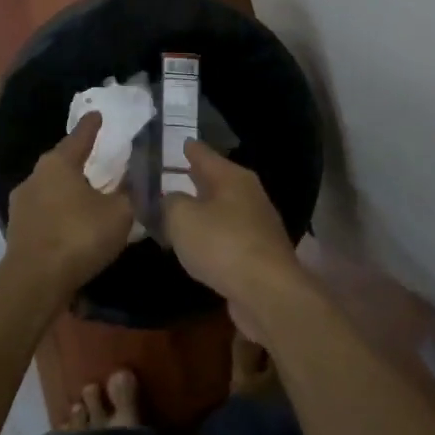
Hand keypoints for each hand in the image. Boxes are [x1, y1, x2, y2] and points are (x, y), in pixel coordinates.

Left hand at [4, 113, 136, 301]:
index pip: (79, 137)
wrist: (34, 282)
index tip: (97, 114)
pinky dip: (60, 214)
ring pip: (51, 189)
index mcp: (58, 164)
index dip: (91, 126)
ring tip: (88, 197)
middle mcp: (35, 177)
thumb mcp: (119, 213)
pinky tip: (73, 225)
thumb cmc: (79, 236)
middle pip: (61, 163)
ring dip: (68, 191)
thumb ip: (128, 194)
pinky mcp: (18, 231)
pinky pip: (45, 213)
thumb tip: (133, 183)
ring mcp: (22, 205)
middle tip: (97, 160)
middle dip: (78, 161)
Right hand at [163, 142, 302, 333]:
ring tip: (176, 212)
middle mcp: (248, 194)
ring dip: (201, 210)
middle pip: (215, 181)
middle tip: (167, 178)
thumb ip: (169, 203)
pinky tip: (196, 245)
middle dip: (193, 179)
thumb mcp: (182, 218)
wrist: (267, 293)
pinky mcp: (258, 253)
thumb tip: (170, 200)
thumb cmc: (222, 245)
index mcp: (232, 177)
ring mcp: (256, 224)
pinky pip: (226, 236)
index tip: (175, 141)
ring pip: (221, 209)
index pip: (203, 153)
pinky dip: (210, 237)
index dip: (187, 148)